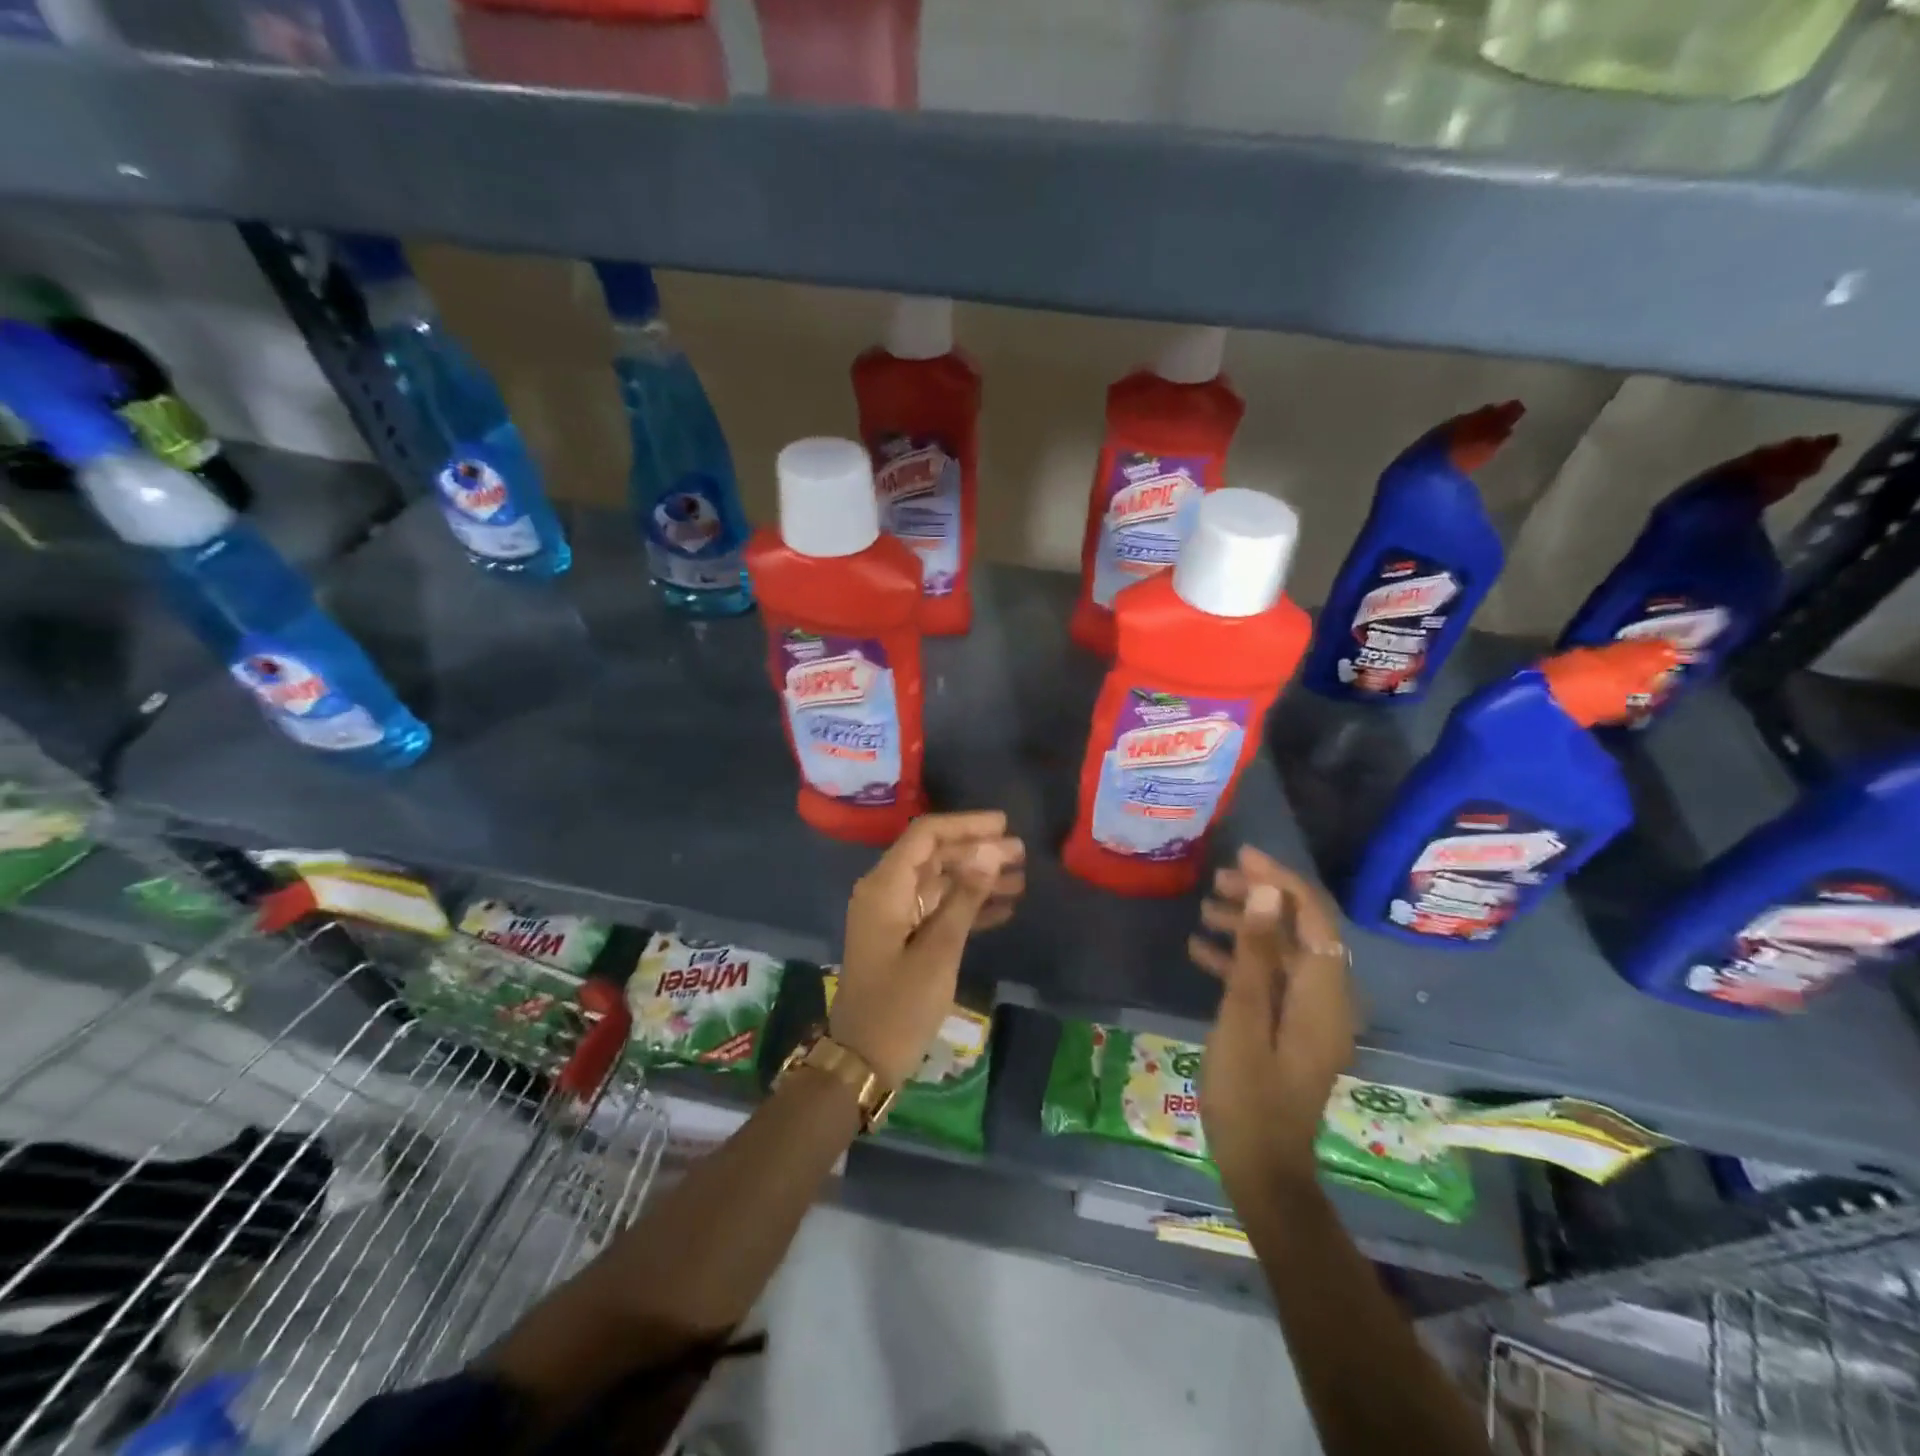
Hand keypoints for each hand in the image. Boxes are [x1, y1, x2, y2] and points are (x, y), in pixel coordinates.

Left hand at [831, 811, 1024, 1086]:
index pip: (925, 835)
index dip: (965, 825)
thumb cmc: (900, 1005)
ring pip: (939, 882)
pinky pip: (937, 909)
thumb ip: (965, 896)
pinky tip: (1003, 908)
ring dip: (977, 878)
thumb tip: (991, 849)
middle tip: (1021, 853)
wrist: (863, 1061)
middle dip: (977, 851)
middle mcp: (886, 892)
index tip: (1004, 824)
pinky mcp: (902, 938)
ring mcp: (893, 915)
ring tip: (1021, 878)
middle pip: (934, 856)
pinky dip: (967, 906)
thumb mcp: (939, 950)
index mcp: (885, 887)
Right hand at [1188, 846, 1356, 1194]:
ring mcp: (1309, 1016)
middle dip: (1262, 899)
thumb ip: (1254, 955)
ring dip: (1248, 927)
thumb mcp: (1242, 1019)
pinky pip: (1271, 980)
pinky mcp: (1290, 1029)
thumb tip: (1266, 894)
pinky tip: (1201, 952)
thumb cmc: (1248, 1096)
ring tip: (1204, 909)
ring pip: (1283, 953)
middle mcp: (1326, 999)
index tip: (1243, 856)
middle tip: (1216, 880)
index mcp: (1323, 996)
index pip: (1313, 920)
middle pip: (1301, 931)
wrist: (1262, 1169)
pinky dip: (1241, 961)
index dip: (1281, 882)